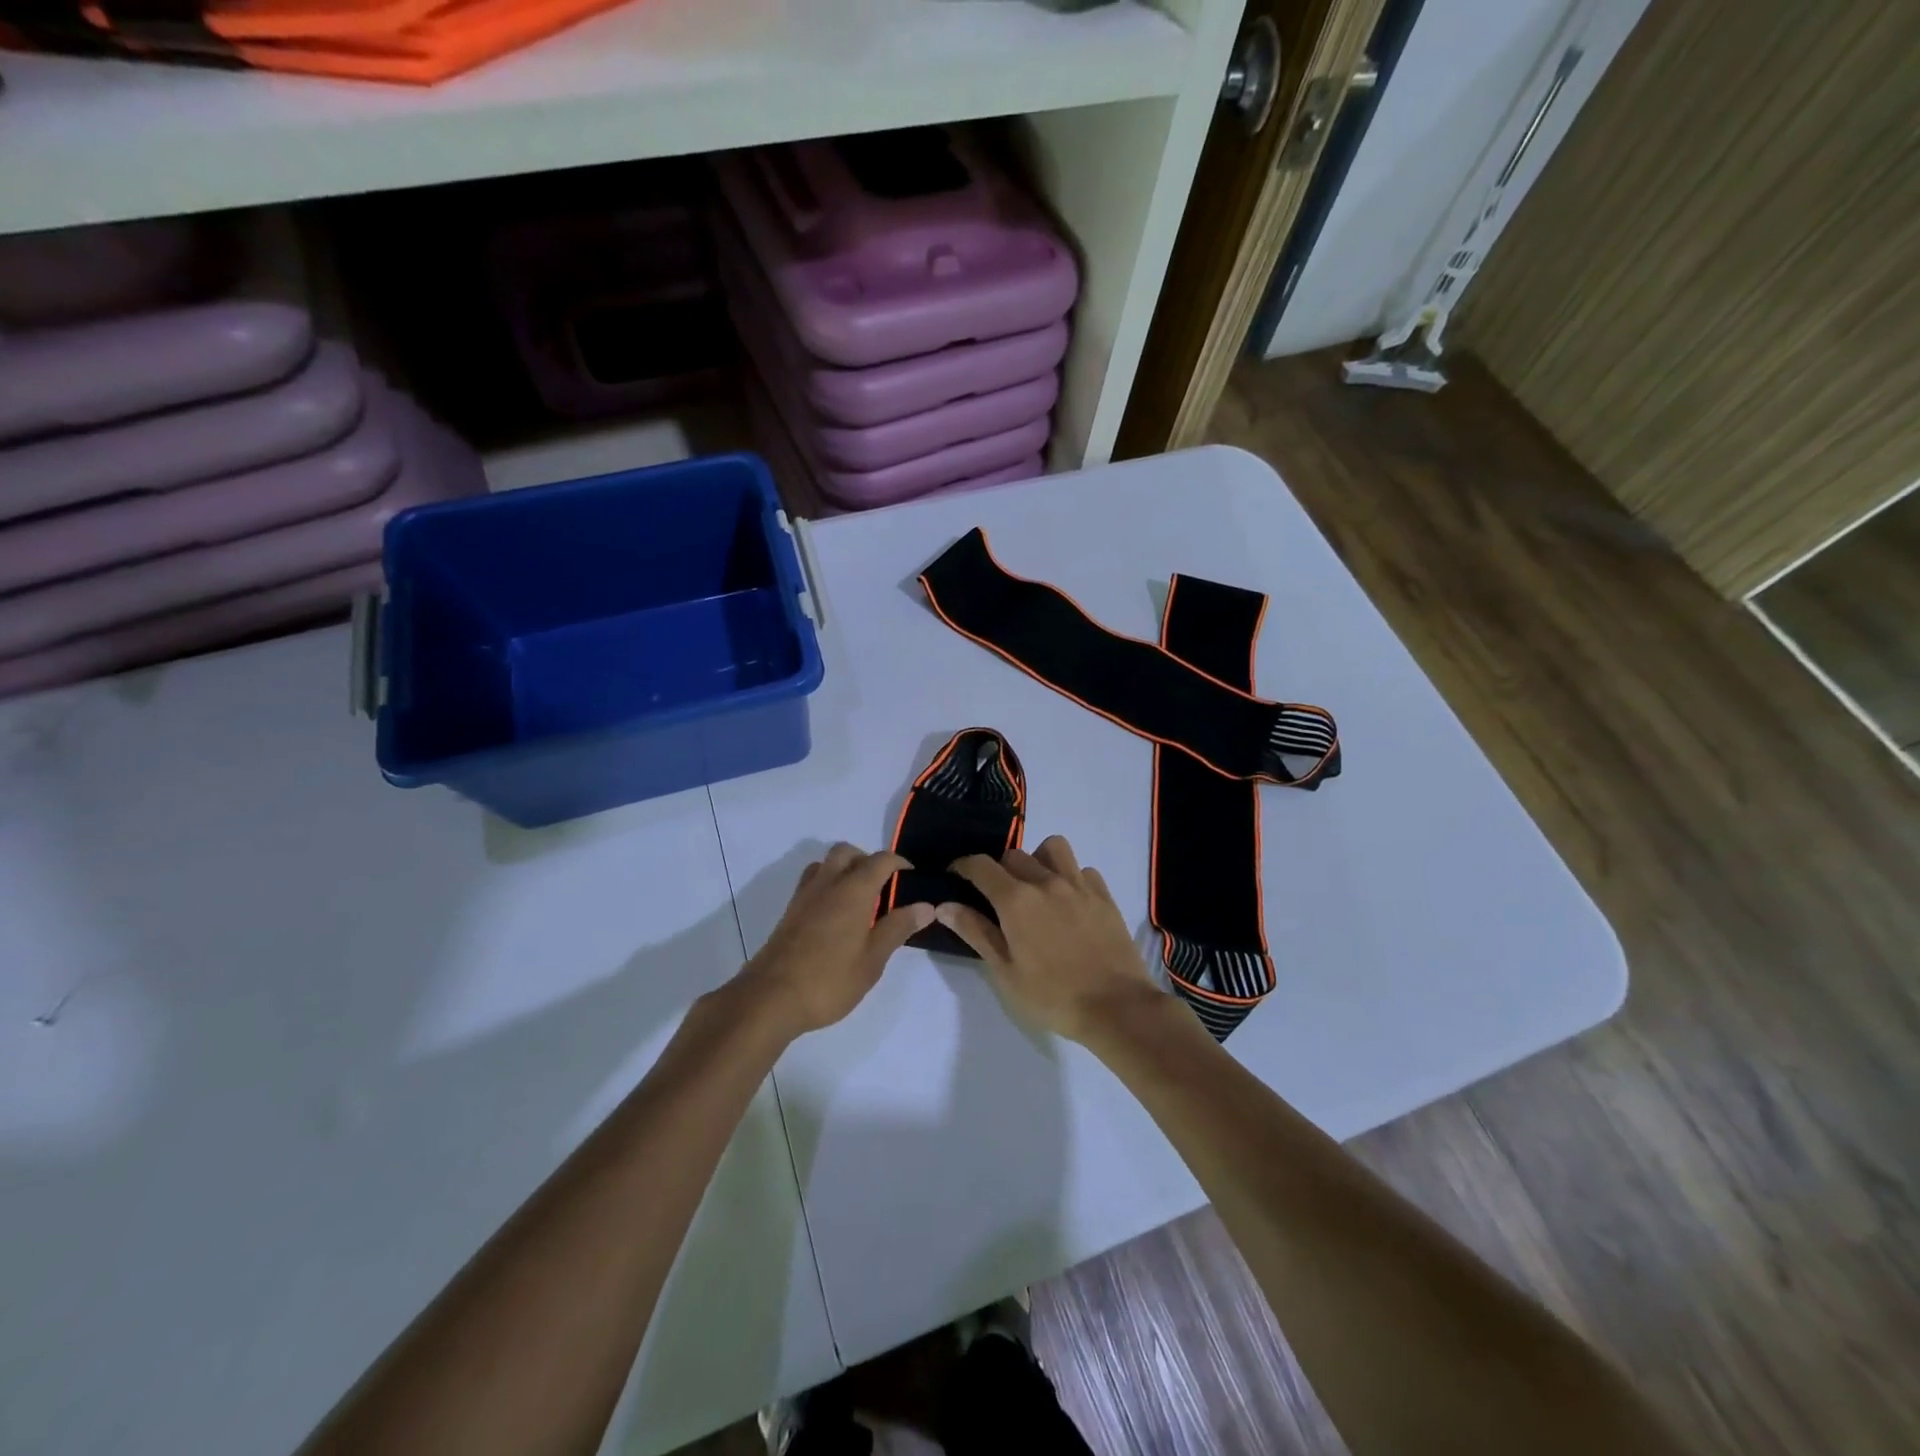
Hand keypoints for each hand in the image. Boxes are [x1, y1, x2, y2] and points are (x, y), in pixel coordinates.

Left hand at [741, 843, 932, 1036]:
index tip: (912, 879)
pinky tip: (835, 917)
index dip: (899, 864)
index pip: (880, 860)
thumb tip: (925, 906)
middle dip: (868, 861)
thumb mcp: (873, 959)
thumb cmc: (829, 979)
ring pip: (826, 864)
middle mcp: (827, 883)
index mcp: (853, 890)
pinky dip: (828, 885)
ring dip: (844, 869)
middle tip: (883, 889)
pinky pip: (812, 882)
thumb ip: (898, 928)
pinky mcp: (789, 911)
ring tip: (859, 901)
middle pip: (848, 852)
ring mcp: (804, 895)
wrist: (770, 998)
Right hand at [937, 836, 1163, 1042]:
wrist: (1117, 1007)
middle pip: (1014, 855)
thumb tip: (944, 905)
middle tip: (996, 895)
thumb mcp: (1005, 972)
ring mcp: (1079, 885)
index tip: (955, 874)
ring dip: (1038, 859)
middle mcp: (1046, 881)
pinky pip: (1082, 869)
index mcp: (1016, 900)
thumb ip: (976, 932)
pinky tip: (1069, 900)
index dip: (963, 865)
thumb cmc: (1053, 996)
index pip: (981, 866)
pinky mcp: (1104, 895)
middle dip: (998, 869)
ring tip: (1036, 886)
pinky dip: (1070, 876)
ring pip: (1053, 848)